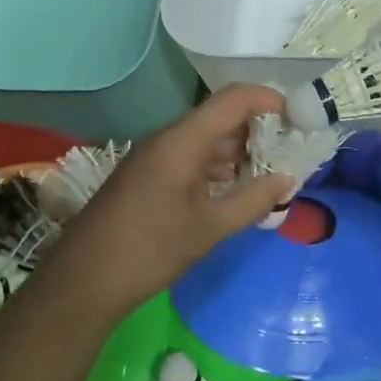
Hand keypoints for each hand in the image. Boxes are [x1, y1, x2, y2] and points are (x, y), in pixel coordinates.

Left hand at [49, 85, 296, 316]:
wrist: (83, 281)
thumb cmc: (151, 249)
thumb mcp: (210, 228)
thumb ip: (254, 200)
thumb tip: (288, 179)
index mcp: (184, 140)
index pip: (234, 99)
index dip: (268, 99)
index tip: (297, 118)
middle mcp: (168, 138)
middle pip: (221, 117)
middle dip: (258, 130)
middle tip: (289, 152)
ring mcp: (154, 156)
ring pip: (206, 139)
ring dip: (238, 151)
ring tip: (269, 174)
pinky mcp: (147, 175)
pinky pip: (190, 157)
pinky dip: (217, 166)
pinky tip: (234, 190)